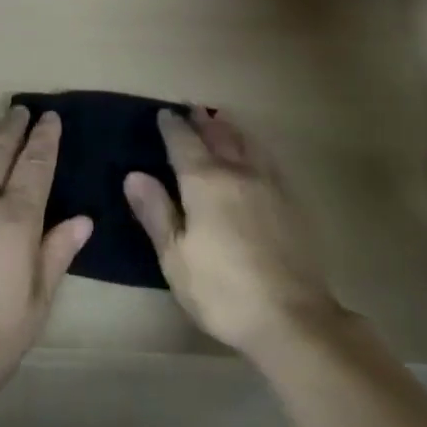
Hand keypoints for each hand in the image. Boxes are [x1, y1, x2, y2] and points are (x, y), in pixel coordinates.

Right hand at [124, 108, 339, 357]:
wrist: (292, 317)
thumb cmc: (221, 290)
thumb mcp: (175, 257)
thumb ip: (156, 212)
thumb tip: (134, 175)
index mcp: (205, 183)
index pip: (184, 143)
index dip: (172, 127)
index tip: (164, 114)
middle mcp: (238, 173)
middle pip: (218, 136)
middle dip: (202, 121)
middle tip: (191, 108)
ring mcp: (269, 185)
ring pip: (247, 143)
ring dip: (230, 128)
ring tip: (220, 120)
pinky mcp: (291, 202)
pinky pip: (268, 159)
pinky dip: (254, 146)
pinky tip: (255, 153)